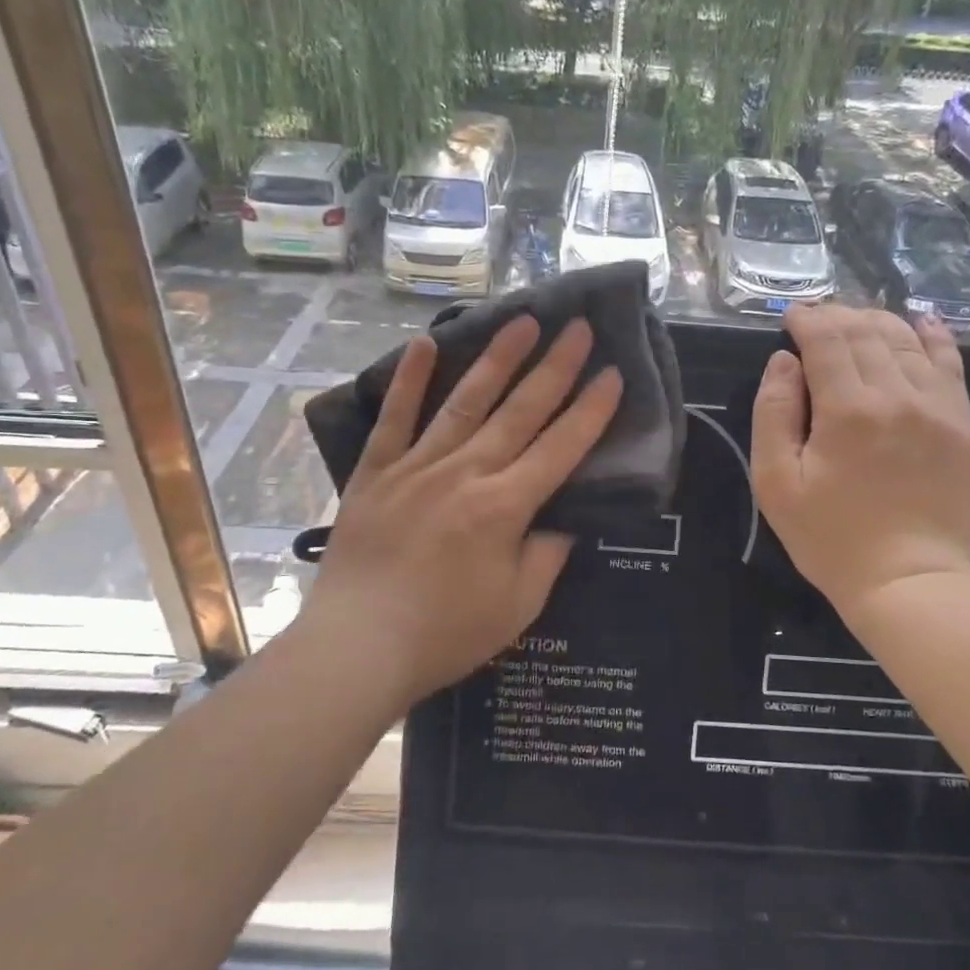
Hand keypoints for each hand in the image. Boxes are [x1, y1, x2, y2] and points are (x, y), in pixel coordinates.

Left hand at [302, 315, 622, 704]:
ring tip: (522, 322)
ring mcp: (417, 466)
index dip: (591, 409)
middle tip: (578, 327)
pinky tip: (424, 343)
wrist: (357, 648)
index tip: (612, 373)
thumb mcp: (517, 606)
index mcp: (504, 506)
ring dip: (498, 359)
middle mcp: (465, 473)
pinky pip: (394, 418)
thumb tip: (563, 518)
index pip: (561, 447)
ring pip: (465, 401)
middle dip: (555, 367)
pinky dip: (409, 380)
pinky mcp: (376, 472)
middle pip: (520, 410)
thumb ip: (547, 555)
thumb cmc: (445, 634)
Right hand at [752, 304, 969, 622]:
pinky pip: (950, 363)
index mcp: (847, 410)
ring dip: (875, 321)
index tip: (789, 317)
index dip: (806, 319)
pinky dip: (932, 336)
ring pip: (905, 339)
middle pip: (866, 331)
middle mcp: (897, 395)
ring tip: (853, 322)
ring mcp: (937, 407)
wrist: (908, 582)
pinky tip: (920, 322)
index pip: (826, 338)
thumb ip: (773, 412)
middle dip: (836, 315)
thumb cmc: (830, 537)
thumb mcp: (775, 482)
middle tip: (815, 319)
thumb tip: (783, 361)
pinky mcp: (962, 424)